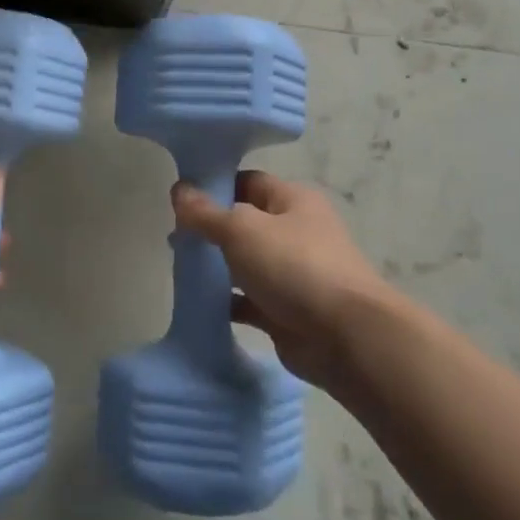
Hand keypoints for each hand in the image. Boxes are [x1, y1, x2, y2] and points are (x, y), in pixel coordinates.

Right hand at [171, 169, 393, 389]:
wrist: (345, 338)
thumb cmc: (294, 267)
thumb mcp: (242, 230)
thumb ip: (206, 212)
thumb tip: (179, 189)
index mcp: (293, 200)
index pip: (248, 181)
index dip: (214, 186)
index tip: (180, 200)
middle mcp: (296, 231)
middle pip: (245, 222)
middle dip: (211, 229)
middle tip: (174, 238)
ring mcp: (293, 273)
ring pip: (246, 263)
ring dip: (217, 267)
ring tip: (181, 268)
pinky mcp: (286, 311)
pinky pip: (249, 300)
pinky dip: (227, 302)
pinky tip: (199, 304)